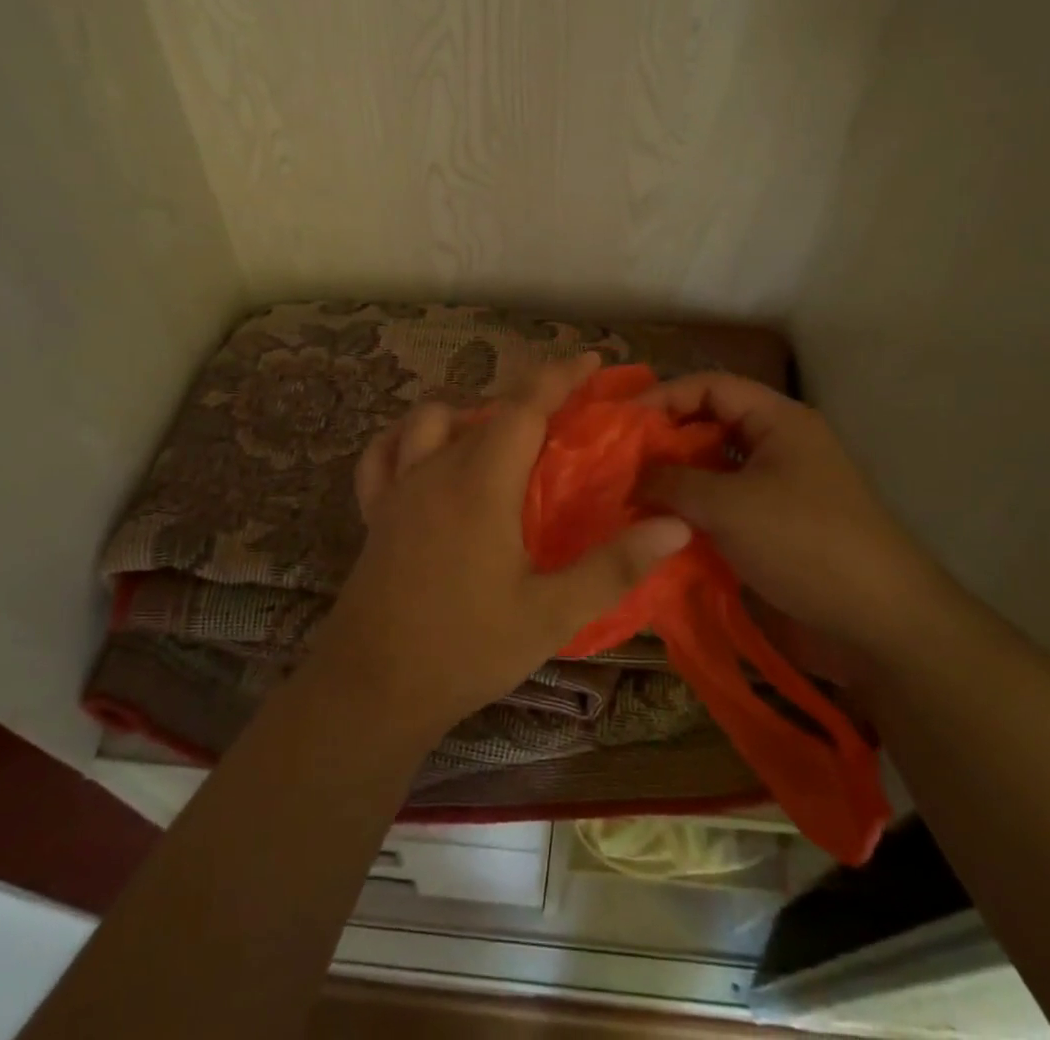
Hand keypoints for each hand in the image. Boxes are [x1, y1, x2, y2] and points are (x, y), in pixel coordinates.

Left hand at [306, 353, 692, 738]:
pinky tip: (420, 452)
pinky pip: (381, 454)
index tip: (589, 361)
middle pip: (483, 411)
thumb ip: (613, 567)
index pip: (524, 408)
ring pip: (430, 420)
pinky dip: (403, 439)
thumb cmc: (467, 649)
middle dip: (526, 398)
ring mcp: (398, 487)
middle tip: (562, 413)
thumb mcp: (550, 616)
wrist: (374, 687)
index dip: (557, 377)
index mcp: (481, 484)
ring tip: (496, 435)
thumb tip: (675, 525)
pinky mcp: (374, 511)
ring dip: (466, 413)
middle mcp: (437, 469)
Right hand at [635, 373, 944, 660]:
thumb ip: (672, 482)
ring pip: (712, 471)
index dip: (664, 396)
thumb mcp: (729, 505)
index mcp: (778, 420)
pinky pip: (722, 508)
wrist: (880, 625)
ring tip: (628, 497)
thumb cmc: (804, 544)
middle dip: (663, 441)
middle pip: (709, 426)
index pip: (710, 386)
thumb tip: (629, 477)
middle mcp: (777, 446)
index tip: (620, 421)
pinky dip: (690, 514)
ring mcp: (776, 490)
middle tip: (617, 463)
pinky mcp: (773, 529)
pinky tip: (658, 530)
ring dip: (674, 482)